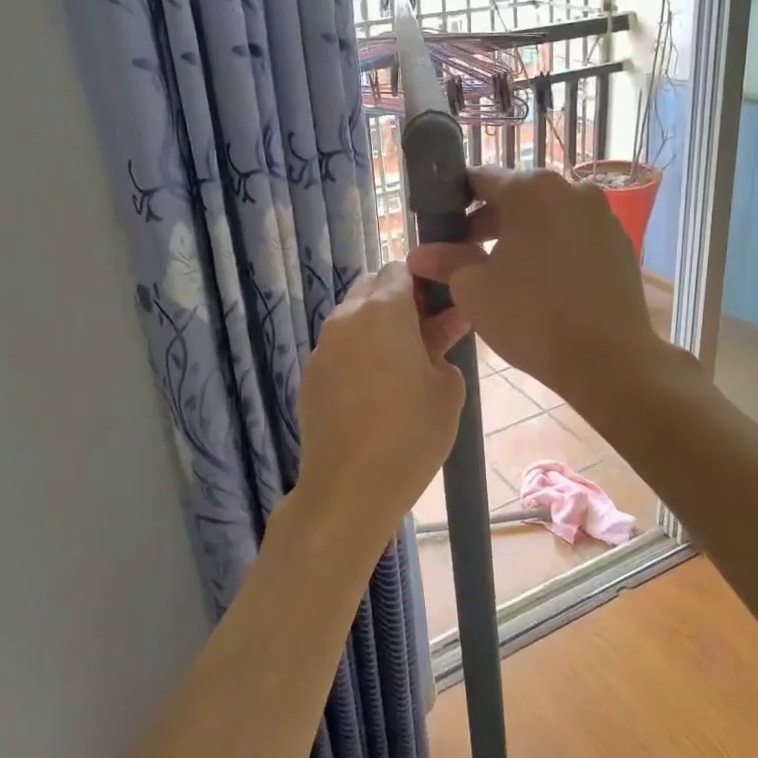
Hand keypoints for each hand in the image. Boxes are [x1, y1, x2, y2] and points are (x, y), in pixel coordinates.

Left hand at [293, 263, 466, 553]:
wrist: (348, 489)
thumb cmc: (410, 434)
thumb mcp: (447, 388)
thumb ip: (445, 346)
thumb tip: (441, 329)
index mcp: (382, 311)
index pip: (400, 268)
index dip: (423, 281)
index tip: (442, 307)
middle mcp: (345, 319)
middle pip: (372, 289)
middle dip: (399, 302)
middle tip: (426, 335)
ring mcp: (322, 349)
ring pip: (354, 320)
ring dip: (378, 329)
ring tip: (404, 366)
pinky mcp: (310, 377)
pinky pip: (339, 350)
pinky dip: (359, 355)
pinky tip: (376, 392)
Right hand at [408, 168, 664, 406]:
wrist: (608, 359)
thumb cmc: (531, 316)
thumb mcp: (474, 288)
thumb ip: (446, 261)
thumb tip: (419, 254)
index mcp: (531, 189)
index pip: (481, 178)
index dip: (455, 200)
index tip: (441, 227)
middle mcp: (571, 189)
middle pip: (517, 197)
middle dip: (488, 223)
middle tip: (465, 256)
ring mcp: (602, 216)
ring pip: (548, 218)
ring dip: (522, 237)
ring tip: (503, 274)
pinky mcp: (620, 245)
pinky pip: (575, 238)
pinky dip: (553, 251)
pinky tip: (543, 286)